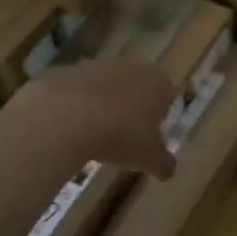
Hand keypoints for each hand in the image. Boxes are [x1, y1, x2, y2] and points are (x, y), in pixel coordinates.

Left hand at [13, 58, 177, 179]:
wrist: (68, 116)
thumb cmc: (122, 135)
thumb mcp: (149, 158)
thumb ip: (163, 163)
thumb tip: (168, 170)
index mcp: (157, 82)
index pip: (166, 96)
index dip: (158, 117)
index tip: (148, 137)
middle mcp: (131, 66)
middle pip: (135, 88)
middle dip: (130, 109)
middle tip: (122, 137)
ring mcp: (97, 65)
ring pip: (106, 87)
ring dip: (102, 106)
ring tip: (94, 136)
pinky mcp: (68, 70)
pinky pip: (77, 91)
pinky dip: (76, 106)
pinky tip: (70, 128)